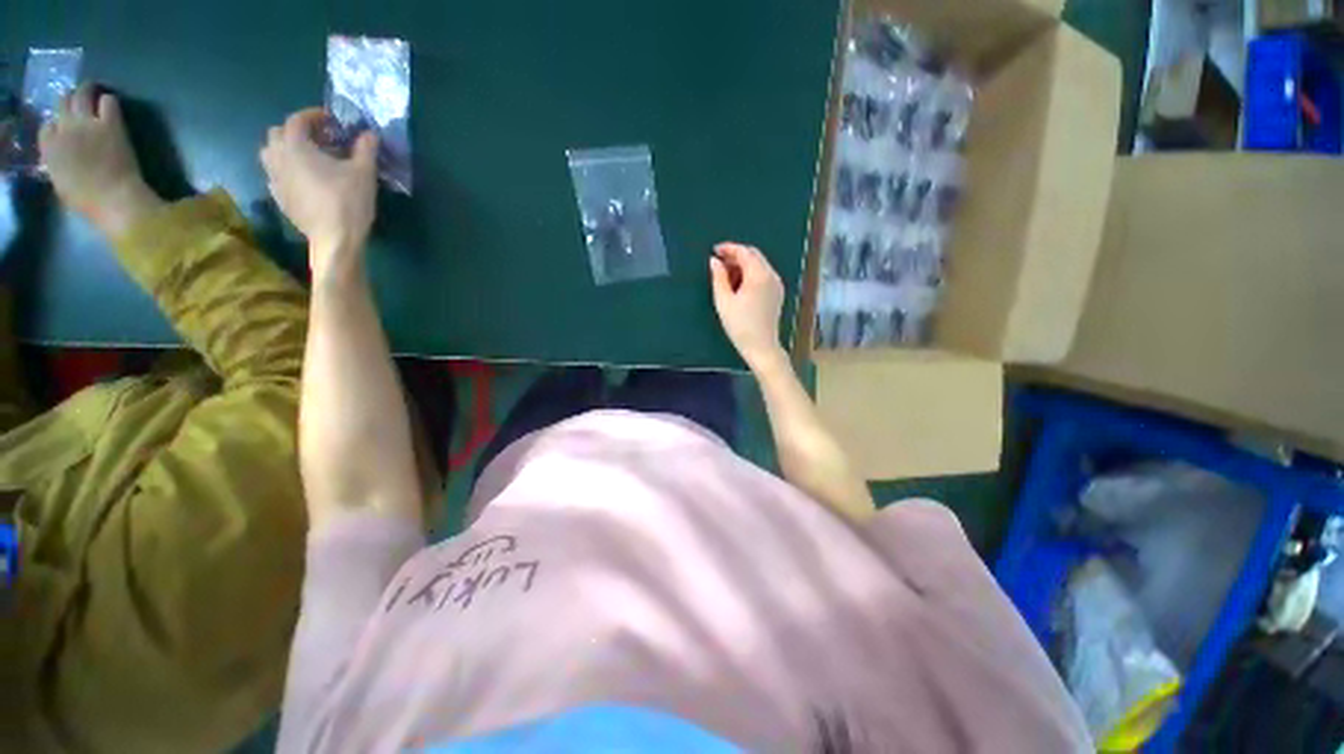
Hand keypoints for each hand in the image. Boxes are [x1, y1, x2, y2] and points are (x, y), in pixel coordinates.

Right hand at [39, 84, 162, 238]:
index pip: (47, 127)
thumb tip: (61, 152)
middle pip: (62, 102)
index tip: (63, 128)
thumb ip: (57, 162)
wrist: (114, 198)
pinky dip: (109, 101)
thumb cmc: (87, 199)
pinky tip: (110, 108)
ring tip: (92, 95)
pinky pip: (108, 101)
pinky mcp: (110, 123)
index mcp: (49, 148)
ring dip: (87, 92)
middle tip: (78, 102)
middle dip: (69, 101)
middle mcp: (65, 129)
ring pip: (82, 93)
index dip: (56, 125)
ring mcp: (88, 123)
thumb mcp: (60, 181)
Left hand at [260, 108, 377, 279]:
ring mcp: (274, 179)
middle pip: (278, 134)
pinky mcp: (278, 197)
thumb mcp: (364, 173)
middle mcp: (277, 157)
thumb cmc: (348, 201)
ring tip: (309, 159)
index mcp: (295, 146)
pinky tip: (305, 180)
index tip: (330, 120)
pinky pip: (276, 175)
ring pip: (271, 154)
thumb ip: (365, 149)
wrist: (334, 239)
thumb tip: (368, 133)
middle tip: (320, 140)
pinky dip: (287, 170)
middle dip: (297, 132)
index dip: (313, 115)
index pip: (297, 119)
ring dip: (287, 150)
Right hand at [710, 242, 786, 369]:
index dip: (729, 248)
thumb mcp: (724, 301)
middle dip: (736, 255)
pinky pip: (763, 275)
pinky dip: (750, 273)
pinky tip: (739, 284)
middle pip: (754, 255)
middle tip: (718, 262)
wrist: (761, 347)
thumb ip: (718, 278)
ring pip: (759, 265)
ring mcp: (776, 284)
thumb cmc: (740, 325)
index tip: (714, 251)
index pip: (744, 252)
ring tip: (726, 274)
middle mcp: (771, 275)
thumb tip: (714, 261)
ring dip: (743, 264)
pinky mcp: (777, 293)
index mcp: (759, 275)